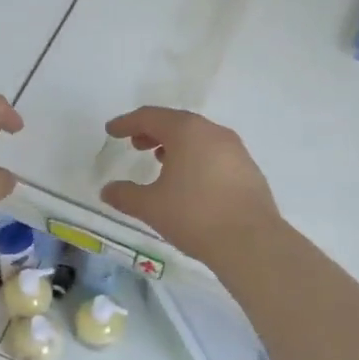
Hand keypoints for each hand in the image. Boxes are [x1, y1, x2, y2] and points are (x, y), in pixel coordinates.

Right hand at [100, 106, 279, 263]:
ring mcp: (235, 150)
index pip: (150, 117)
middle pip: (177, 123)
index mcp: (187, 131)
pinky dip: (196, 158)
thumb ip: (125, 195)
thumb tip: (107, 190)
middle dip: (152, 131)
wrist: (251, 242)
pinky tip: (189, 181)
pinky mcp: (248, 170)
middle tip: (135, 144)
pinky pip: (214, 154)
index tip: (111, 131)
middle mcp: (213, 132)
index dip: (127, 122)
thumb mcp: (151, 206)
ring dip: (176, 145)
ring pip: (198, 138)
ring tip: (160, 162)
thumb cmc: (194, 215)